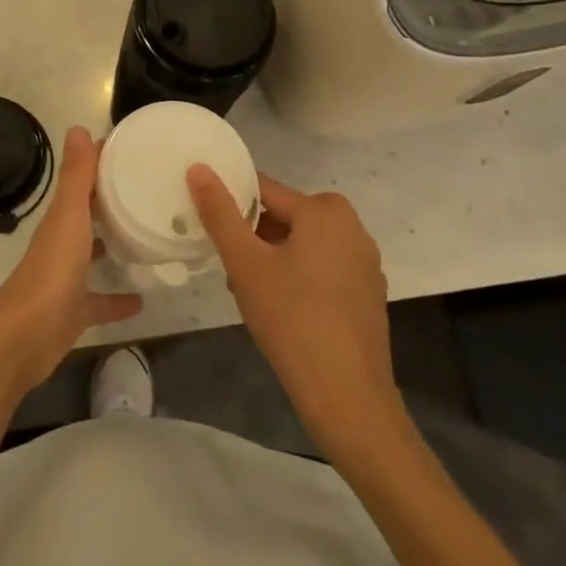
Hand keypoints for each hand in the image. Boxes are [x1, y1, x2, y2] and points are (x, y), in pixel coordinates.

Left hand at [0, 127, 142, 396]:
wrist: (24, 337)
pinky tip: (143, 299)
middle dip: (112, 204)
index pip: (83, 181)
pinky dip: (118, 299)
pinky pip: (99, 302)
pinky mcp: (74, 312)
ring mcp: (67, 279)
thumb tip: (78, 128)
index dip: (102, 164)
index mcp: (61, 218)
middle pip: (88, 216)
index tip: (133, 151)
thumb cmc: (51, 270)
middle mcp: (62, 244)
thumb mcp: (68, 217)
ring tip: (148, 239)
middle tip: (149, 193)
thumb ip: (76, 177)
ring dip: (113, 247)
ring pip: (92, 256)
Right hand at [188, 167, 399, 452]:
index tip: (207, 225)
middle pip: (284, 217)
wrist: (348, 398)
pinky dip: (296, 277)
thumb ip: (220, 213)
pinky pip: (321, 268)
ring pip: (301, 244)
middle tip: (228, 268)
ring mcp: (364, 262)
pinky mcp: (366, 293)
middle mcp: (351, 227)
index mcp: (325, 210)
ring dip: (271, 258)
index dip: (231, 204)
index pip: (263, 190)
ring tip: (247, 292)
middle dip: (252, 237)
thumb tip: (199, 168)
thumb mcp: (245, 263)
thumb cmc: (292, 319)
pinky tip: (279, 310)